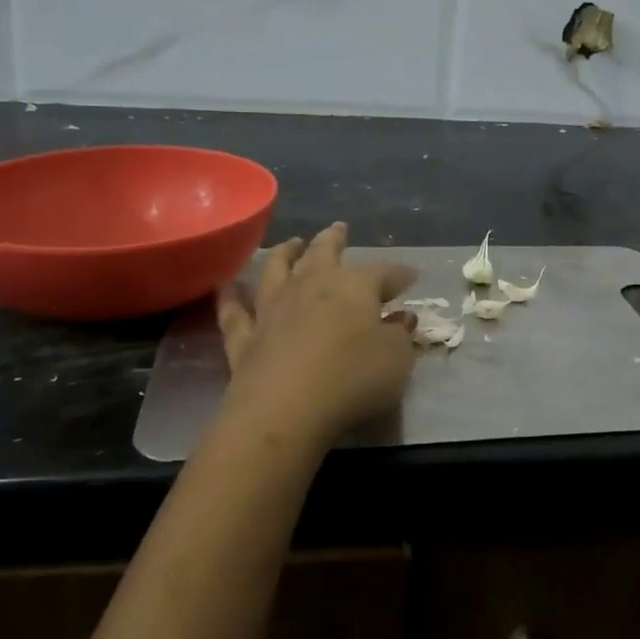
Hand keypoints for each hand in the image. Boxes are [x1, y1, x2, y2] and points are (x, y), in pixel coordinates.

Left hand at [215, 222, 418, 445]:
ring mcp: (273, 309)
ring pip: (277, 269)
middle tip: (338, 228)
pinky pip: (234, 311)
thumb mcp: (396, 360)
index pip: (383, 273)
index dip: (399, 274)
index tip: (412, 276)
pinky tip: (228, 286)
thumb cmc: (352, 380)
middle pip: (323, 253)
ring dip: (285, 253)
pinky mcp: (244, 337)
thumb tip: (402, 318)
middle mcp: (311, 286)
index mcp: (354, 286)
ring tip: (291, 244)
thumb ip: (400, 336)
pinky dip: (232, 297)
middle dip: (333, 239)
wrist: (284, 410)